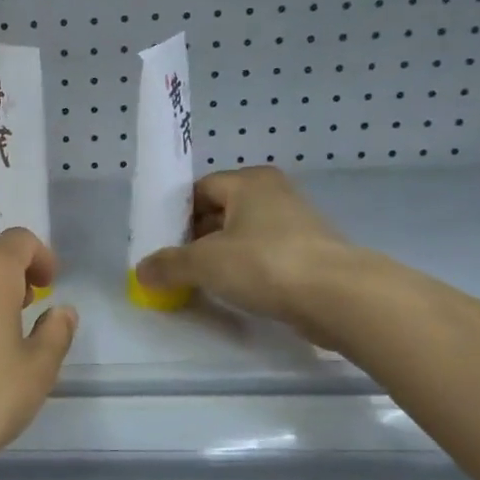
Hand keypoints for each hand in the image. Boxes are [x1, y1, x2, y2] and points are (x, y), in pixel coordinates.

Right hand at [134, 167, 355, 339]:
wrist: (338, 297)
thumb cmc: (265, 263)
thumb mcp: (204, 263)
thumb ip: (168, 265)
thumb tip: (141, 272)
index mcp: (249, 182)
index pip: (200, 189)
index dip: (176, 214)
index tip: (161, 242)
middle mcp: (274, 194)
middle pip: (221, 212)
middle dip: (195, 238)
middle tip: (174, 264)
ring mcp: (296, 225)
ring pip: (243, 236)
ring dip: (220, 256)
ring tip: (198, 282)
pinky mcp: (310, 255)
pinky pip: (264, 257)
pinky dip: (245, 271)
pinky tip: (232, 292)